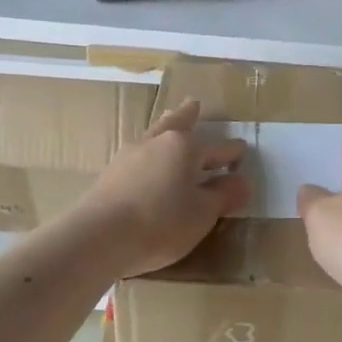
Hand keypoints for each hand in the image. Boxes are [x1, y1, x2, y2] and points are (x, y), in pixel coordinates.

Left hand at [75, 100, 251, 277]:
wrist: (98, 238)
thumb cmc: (160, 222)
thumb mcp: (202, 214)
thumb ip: (223, 196)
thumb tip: (242, 181)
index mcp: (185, 147)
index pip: (219, 148)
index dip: (233, 153)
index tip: (242, 151)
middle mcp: (157, 143)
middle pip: (176, 124)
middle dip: (188, 115)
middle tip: (193, 103)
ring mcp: (129, 157)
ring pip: (154, 135)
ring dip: (164, 127)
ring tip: (167, 123)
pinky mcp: (110, 175)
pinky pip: (138, 156)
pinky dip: (149, 154)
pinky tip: (146, 161)